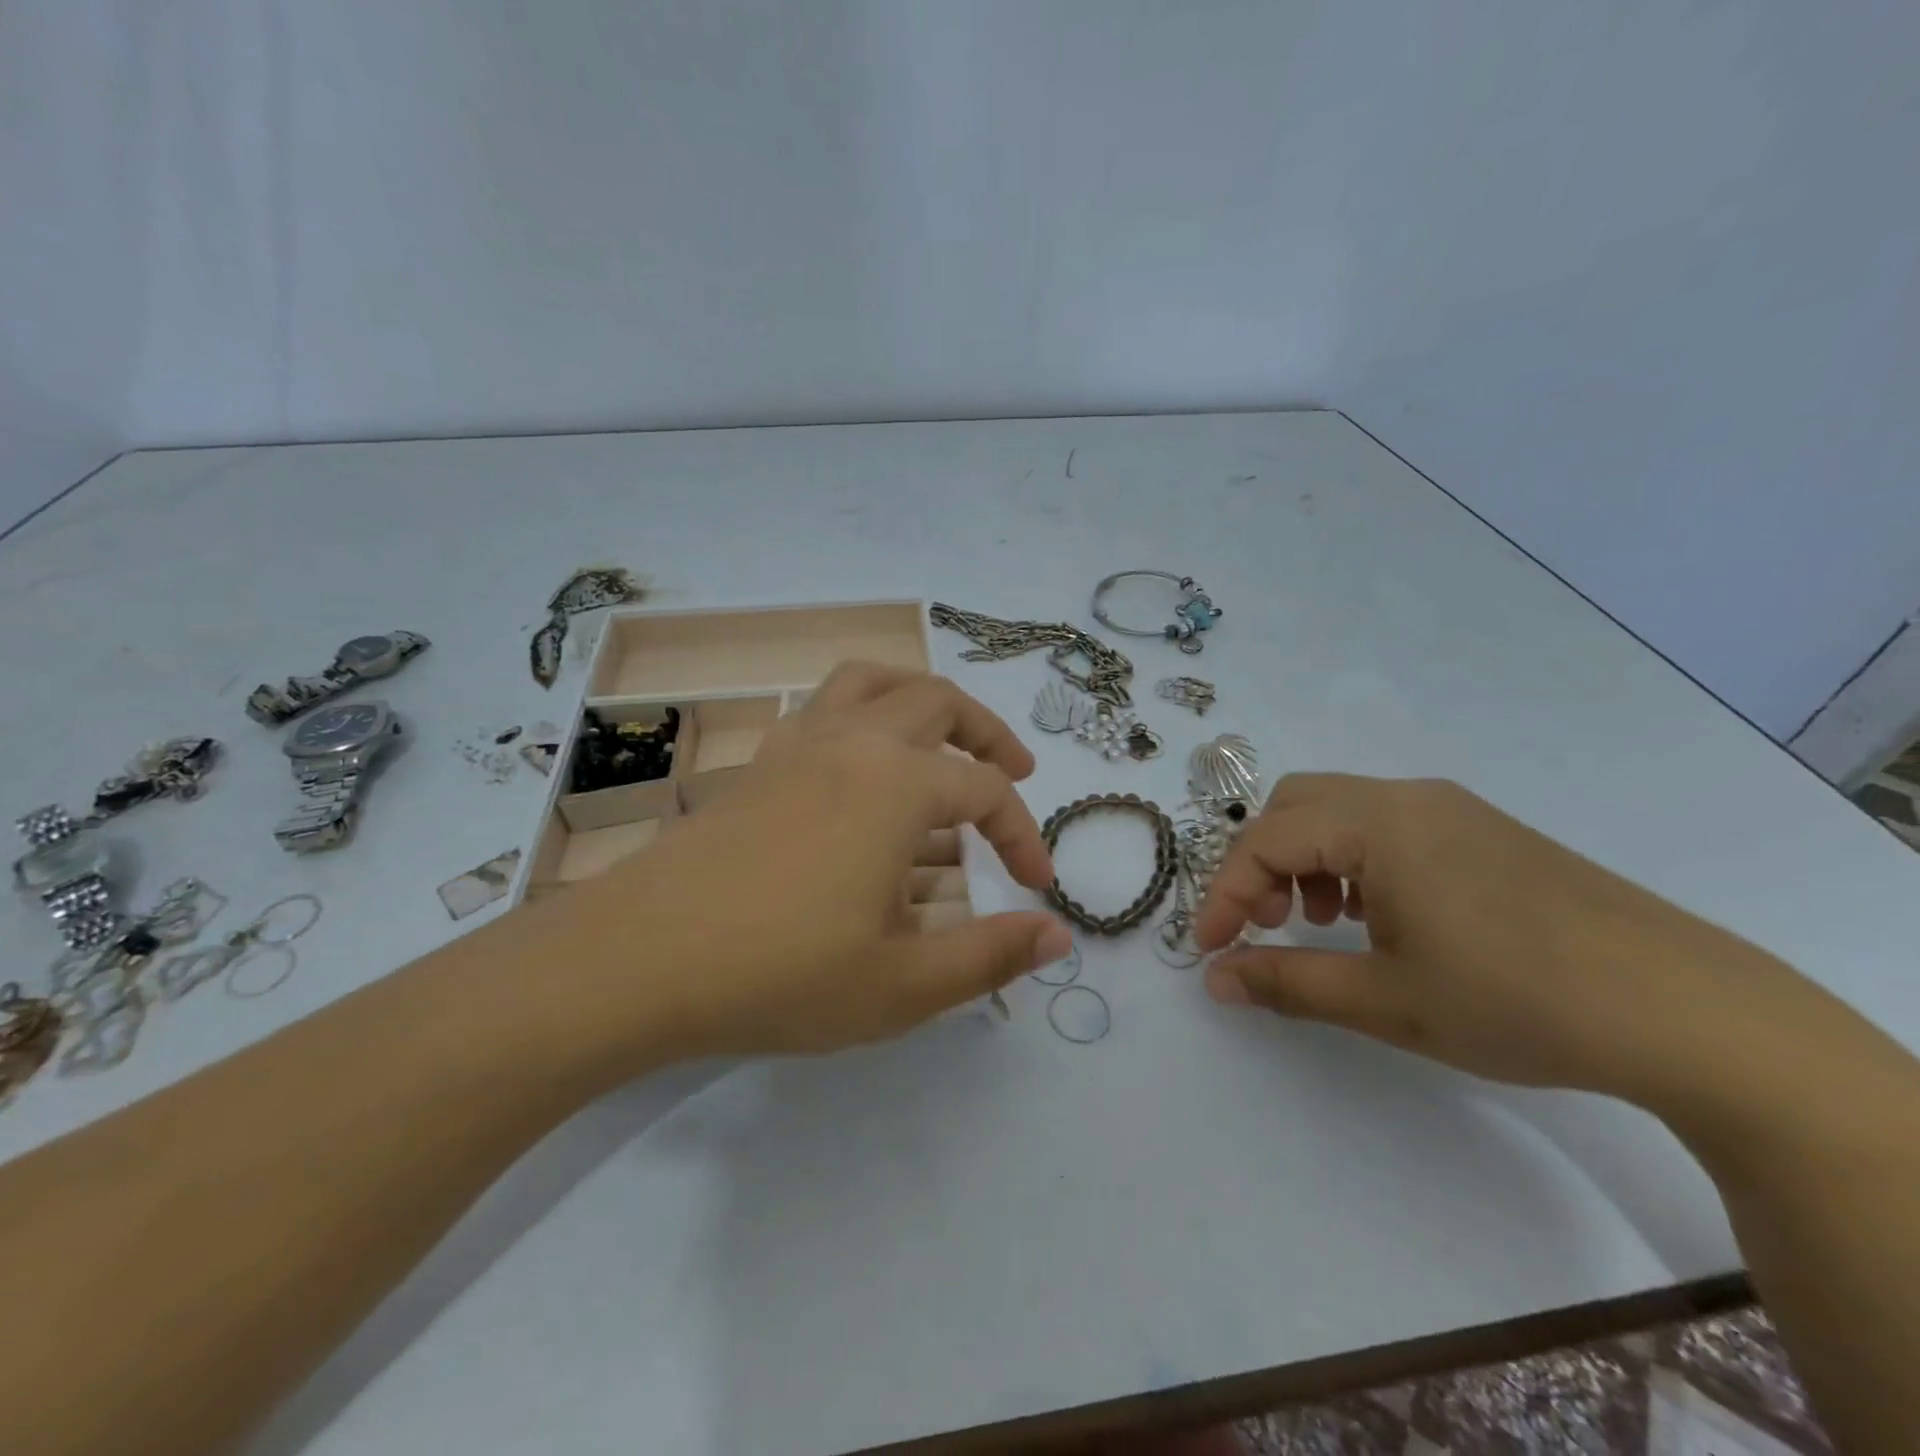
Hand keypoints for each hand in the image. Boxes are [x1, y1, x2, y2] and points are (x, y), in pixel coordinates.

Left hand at [539, 663, 1067, 1062]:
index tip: (1036, 885)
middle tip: (1015, 772)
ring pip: (874, 682)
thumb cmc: (780, 974)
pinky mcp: (758, 761)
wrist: (639, 960)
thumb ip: (989, 956)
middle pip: (938, 703)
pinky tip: (862, 762)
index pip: (987, 793)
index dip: (1022, 835)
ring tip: (944, 737)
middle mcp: (852, 742)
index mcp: (897, 785)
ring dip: (922, 699)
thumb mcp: (902, 984)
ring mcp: (798, 743)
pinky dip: (862, 712)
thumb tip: (1058, 934)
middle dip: (988, 735)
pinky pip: (824, 707)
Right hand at [1193, 774, 1815, 1102]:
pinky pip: (1388, 825)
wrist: (1691, 1012)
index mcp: (1377, 823)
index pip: (1264, 840)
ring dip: (1307, 859)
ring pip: (1340, 811)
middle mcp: (1408, 798)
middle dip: (1262, 863)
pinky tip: (1380, 917)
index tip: (1214, 950)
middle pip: (1295, 805)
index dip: (1226, 893)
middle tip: (1268, 925)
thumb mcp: (1386, 1001)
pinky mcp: (1485, 832)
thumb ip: (1286, 982)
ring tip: (1323, 925)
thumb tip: (1215, 977)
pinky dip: (1353, 860)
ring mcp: (1452, 810)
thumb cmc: (1517, 1000)